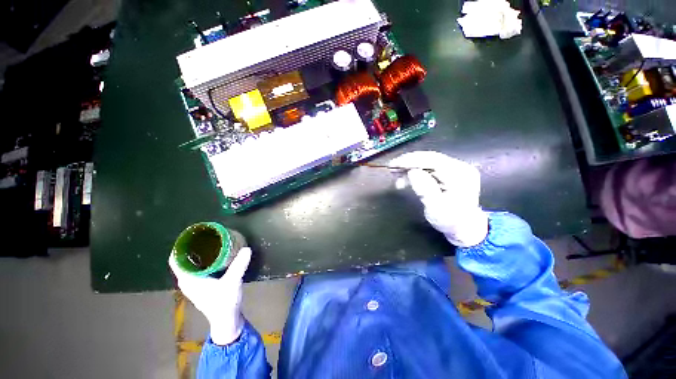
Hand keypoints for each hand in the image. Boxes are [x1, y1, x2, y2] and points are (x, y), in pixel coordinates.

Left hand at [169, 247, 251, 344]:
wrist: (227, 323)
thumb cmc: (225, 304)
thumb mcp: (232, 283)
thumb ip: (238, 266)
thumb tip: (247, 249)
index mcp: (187, 279)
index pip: (174, 259)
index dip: (179, 247)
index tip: (189, 237)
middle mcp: (185, 283)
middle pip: (180, 262)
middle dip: (188, 251)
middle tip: (200, 240)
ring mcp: (190, 289)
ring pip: (185, 269)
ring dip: (192, 259)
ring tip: (204, 248)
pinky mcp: (197, 293)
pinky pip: (190, 275)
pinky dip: (196, 267)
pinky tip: (207, 264)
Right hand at [390, 151, 487, 246]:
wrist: (466, 229)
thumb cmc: (451, 222)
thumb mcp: (436, 209)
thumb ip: (425, 189)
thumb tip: (412, 171)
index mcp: (460, 175)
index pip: (433, 160)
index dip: (412, 160)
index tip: (394, 164)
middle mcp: (462, 167)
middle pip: (432, 159)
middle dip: (411, 162)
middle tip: (392, 169)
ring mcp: (460, 168)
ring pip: (432, 162)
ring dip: (414, 167)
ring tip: (399, 176)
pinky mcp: (456, 172)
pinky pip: (436, 167)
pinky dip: (422, 171)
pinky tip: (411, 177)